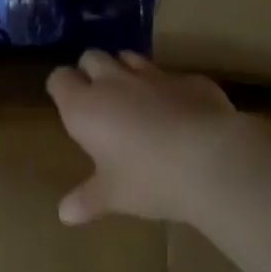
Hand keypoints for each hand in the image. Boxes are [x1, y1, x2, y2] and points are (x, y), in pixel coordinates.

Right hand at [47, 50, 242, 224]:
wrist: (211, 160)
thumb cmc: (148, 179)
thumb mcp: (113, 196)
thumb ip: (87, 200)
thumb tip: (64, 215)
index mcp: (85, 107)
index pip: (59, 78)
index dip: (62, 87)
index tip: (67, 103)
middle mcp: (113, 82)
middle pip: (92, 57)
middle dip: (91, 70)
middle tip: (99, 97)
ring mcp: (153, 75)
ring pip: (130, 57)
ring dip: (126, 70)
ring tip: (135, 96)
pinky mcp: (189, 79)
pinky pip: (172, 75)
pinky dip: (169, 88)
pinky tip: (180, 110)